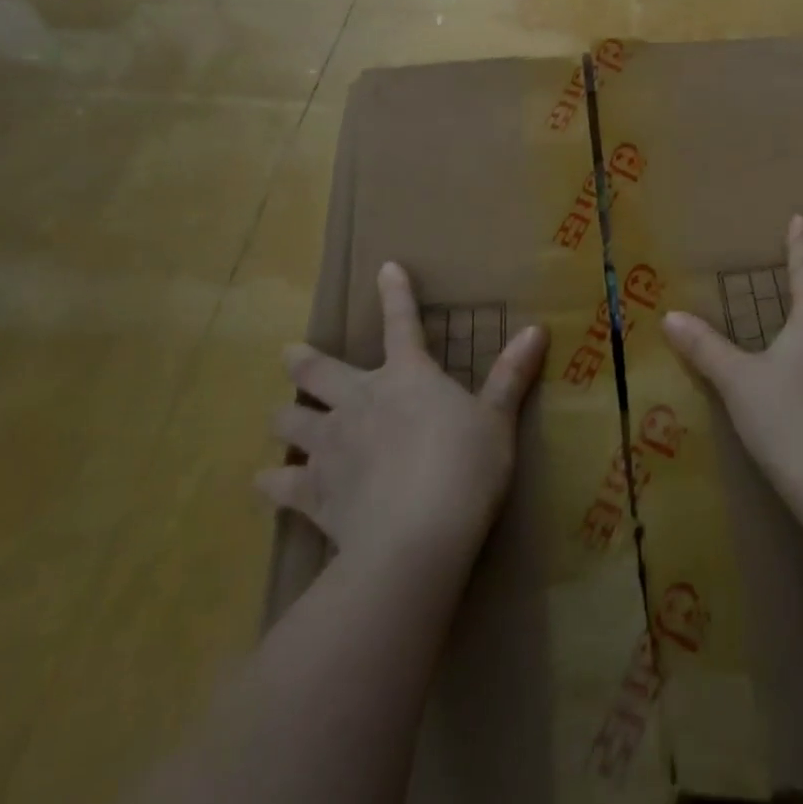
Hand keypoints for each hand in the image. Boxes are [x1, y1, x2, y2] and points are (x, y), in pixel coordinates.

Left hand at [257, 262, 547, 561]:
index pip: (403, 322)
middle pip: (319, 371)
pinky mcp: (313, 492)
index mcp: (407, 376)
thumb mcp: (497, 419)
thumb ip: (511, 375)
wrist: (416, 536)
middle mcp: (360, 400)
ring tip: (279, 418)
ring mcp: (331, 445)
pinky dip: (271, 483)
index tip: (385, 268)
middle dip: (302, 361)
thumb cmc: (465, 467)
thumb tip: (538, 328)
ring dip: (284, 417)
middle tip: (288, 355)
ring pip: (291, 420)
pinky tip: (265, 483)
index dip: (395, 293)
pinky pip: (281, 484)